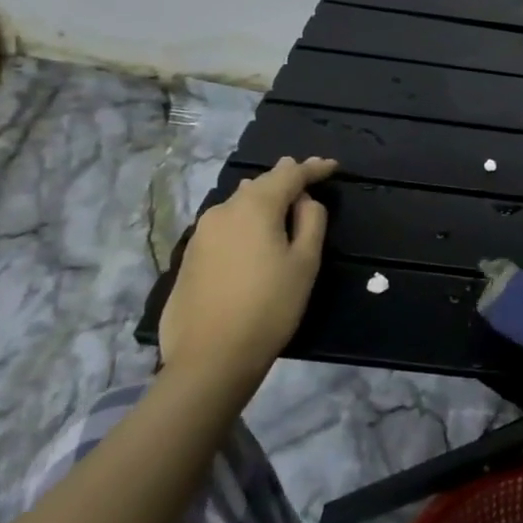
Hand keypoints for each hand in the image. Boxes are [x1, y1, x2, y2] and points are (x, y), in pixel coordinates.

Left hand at [159, 157, 336, 389]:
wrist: (210, 357)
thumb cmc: (270, 306)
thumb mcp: (305, 262)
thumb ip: (311, 221)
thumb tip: (303, 201)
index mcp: (256, 207)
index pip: (290, 174)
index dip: (313, 168)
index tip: (332, 166)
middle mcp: (224, 210)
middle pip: (261, 184)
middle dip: (286, 179)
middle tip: (308, 179)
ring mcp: (201, 233)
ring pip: (240, 203)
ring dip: (263, 199)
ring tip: (282, 203)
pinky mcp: (190, 256)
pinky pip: (225, 224)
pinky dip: (245, 220)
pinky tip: (253, 234)